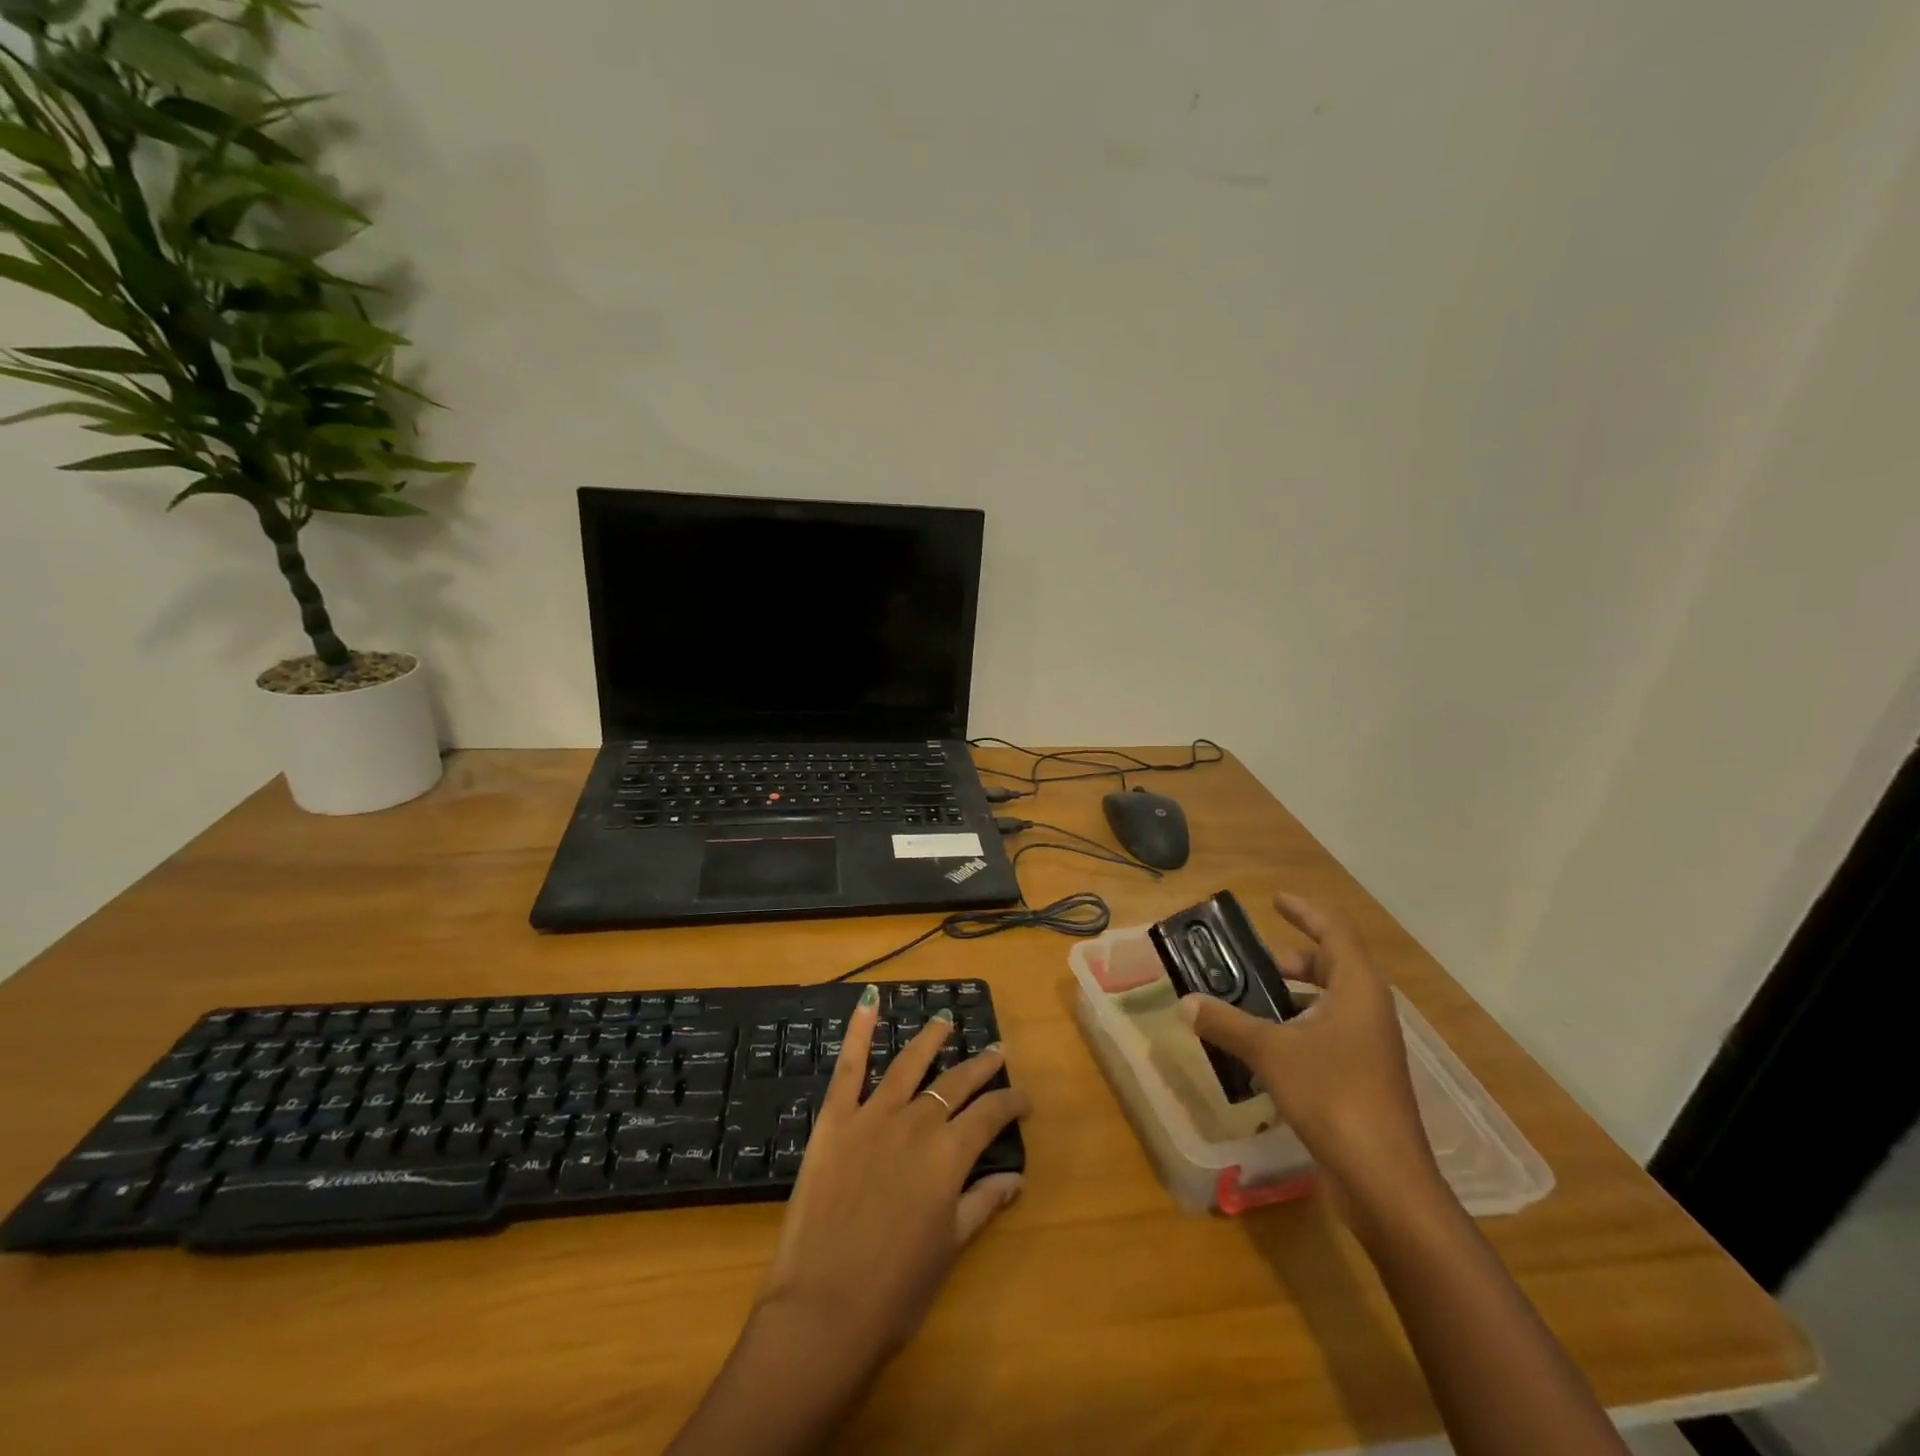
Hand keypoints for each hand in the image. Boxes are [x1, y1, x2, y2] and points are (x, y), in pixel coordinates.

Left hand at [757, 985, 1030, 1368]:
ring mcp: (873, 1116)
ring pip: (909, 1064)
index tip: (1023, 1097)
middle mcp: (917, 1123)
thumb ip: (982, 1203)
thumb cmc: (895, 1290)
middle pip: (956, 1082)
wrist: (823, 1309)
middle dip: (981, 1065)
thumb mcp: (949, 1248)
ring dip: (930, 1038)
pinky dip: (859, 1032)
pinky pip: (849, 1068)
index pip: (990, 1115)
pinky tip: (868, 1002)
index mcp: (949, 1155)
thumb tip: (1016, 1178)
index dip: (1011, 1102)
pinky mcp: (835, 1120)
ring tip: (944, 1020)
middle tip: (997, 1050)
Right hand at [1181, 893, 1438, 1200]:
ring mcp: (1371, 1047)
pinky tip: (1268, 1045)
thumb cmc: (1333, 1095)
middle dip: (1296, 956)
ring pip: (1333, 1003)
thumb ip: (1227, 1023)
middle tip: (1257, 957)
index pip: (1335, 933)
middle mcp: (1370, 1011)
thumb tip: (1187, 1003)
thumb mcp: (1271, 1052)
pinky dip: (1300, 1026)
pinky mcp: (1364, 1078)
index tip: (1276, 900)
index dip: (1306, 912)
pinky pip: (1330, 1033)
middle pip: (1335, 966)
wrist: (1385, 1179)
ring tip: (1255, 998)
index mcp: (1358, 990)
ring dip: (1297, 994)